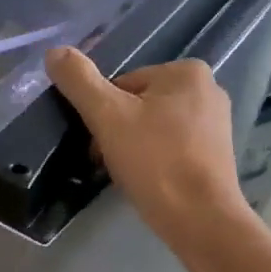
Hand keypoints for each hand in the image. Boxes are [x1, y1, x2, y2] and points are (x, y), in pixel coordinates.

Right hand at [44, 46, 251, 248]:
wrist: (200, 219)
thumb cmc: (155, 161)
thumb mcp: (107, 116)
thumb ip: (79, 81)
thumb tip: (54, 51)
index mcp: (187, 71)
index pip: (123, 84)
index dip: (103, 114)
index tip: (99, 142)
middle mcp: (208, 90)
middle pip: (138, 105)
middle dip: (117, 132)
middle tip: (109, 162)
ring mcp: (216, 124)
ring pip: (153, 128)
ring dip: (133, 148)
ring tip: (128, 174)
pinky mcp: (216, 155)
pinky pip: (171, 148)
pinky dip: (154, 161)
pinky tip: (148, 182)